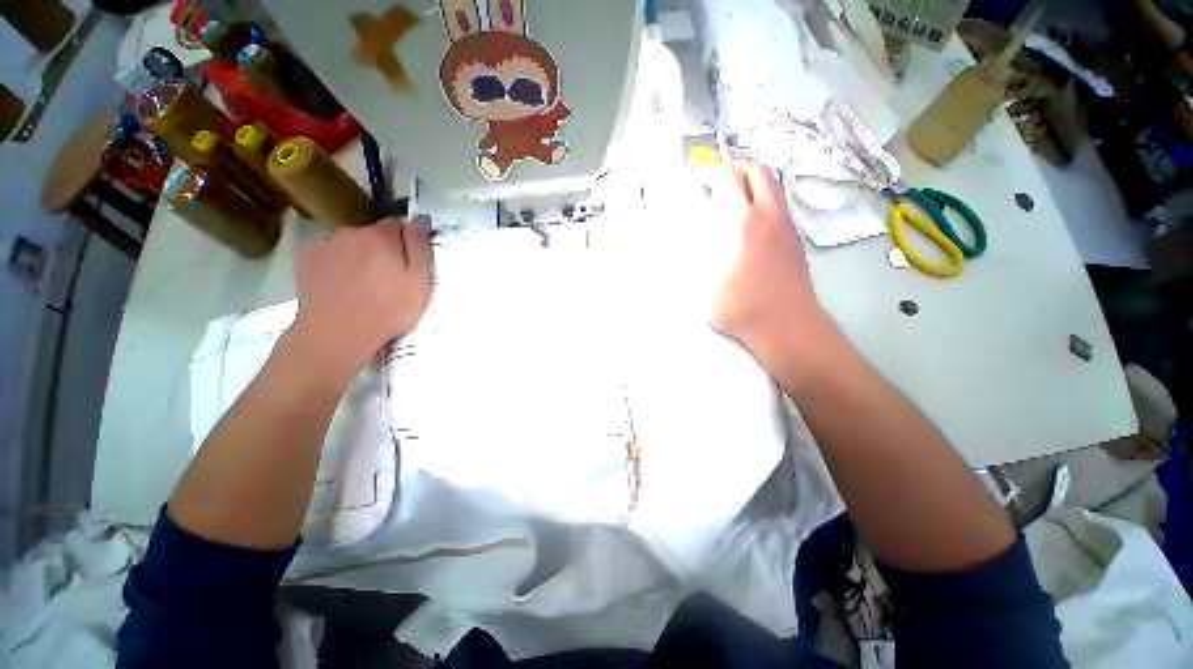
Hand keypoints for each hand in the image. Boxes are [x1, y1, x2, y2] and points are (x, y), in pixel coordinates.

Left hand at [291, 217, 433, 375]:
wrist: (337, 333)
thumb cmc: (388, 309)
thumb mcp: (418, 281)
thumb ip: (419, 246)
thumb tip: (421, 219)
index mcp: (381, 236)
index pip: (397, 223)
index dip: (404, 240)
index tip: (407, 261)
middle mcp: (351, 232)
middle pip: (371, 233)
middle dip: (381, 248)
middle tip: (386, 276)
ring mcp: (325, 245)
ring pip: (348, 243)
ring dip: (357, 255)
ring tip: (361, 282)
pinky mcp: (306, 259)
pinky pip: (327, 254)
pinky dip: (335, 263)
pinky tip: (339, 283)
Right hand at [710, 162, 826, 364]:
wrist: (788, 326)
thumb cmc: (743, 307)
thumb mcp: (705, 286)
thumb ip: (695, 262)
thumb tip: (687, 245)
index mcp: (744, 223)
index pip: (731, 180)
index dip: (714, 172)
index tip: (701, 178)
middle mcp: (770, 217)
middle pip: (759, 172)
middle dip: (738, 167)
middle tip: (720, 176)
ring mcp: (787, 228)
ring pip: (774, 188)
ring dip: (754, 182)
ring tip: (734, 195)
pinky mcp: (795, 241)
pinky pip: (780, 206)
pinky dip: (764, 201)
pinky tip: (750, 222)